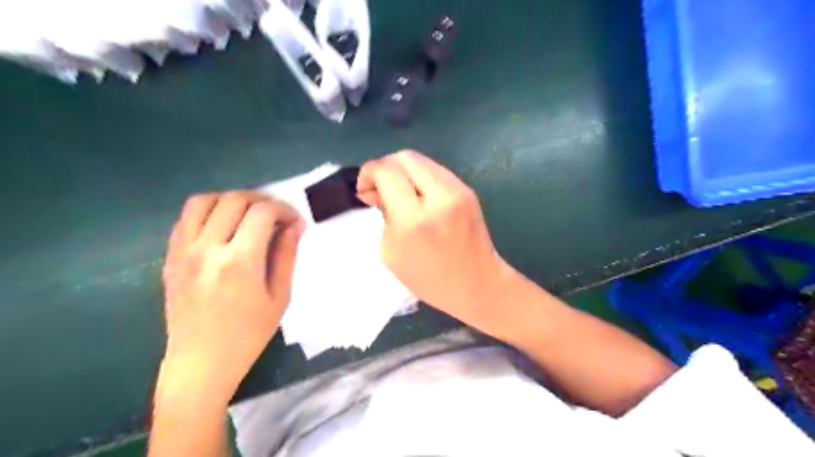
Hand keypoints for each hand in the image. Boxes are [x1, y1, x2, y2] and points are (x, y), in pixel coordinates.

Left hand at [157, 190, 300, 403]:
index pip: (262, 213)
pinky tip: (224, 227)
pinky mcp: (170, 257)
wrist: (200, 363)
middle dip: (261, 200)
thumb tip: (295, 225)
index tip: (294, 220)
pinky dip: (208, 212)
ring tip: (247, 215)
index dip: (283, 209)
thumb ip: (286, 255)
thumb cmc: (248, 334)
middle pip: (234, 200)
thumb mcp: (279, 296)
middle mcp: (207, 248)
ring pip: (204, 201)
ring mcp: (183, 251)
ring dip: (231, 200)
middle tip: (275, 216)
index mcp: (239, 261)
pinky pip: (186, 219)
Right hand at [358, 150, 510, 331]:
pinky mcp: (467, 190)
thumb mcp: (391, 253)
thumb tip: (380, 192)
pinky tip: (419, 198)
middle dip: (385, 168)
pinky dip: (420, 178)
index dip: (368, 173)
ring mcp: (457, 190)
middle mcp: (438, 197)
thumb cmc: (429, 279)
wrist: (478, 285)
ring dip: (403, 172)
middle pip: (404, 156)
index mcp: (413, 219)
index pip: (386, 170)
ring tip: (400, 195)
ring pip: (421, 160)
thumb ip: (384, 215)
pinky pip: (436, 171)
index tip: (365, 191)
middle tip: (380, 191)